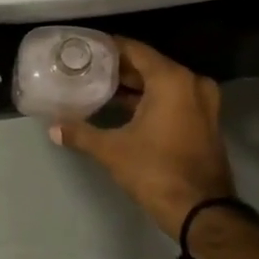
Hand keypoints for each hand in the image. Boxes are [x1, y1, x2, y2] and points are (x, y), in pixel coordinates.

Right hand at [48, 37, 234, 236]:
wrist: (202, 210)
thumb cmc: (156, 171)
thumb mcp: (113, 151)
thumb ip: (82, 133)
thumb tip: (53, 128)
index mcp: (171, 80)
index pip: (135, 50)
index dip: (109, 48)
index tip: (86, 50)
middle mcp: (191, 83)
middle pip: (150, 65)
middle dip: (120, 69)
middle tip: (89, 70)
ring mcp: (203, 102)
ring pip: (164, 83)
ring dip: (136, 86)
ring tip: (102, 88)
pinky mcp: (206, 121)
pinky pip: (175, 98)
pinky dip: (152, 99)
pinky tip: (126, 109)